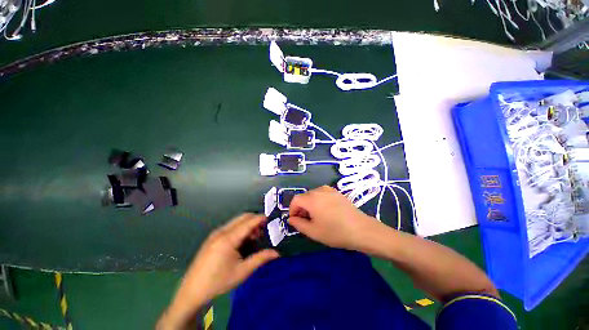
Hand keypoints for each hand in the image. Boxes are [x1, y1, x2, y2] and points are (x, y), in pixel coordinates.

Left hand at [159, 214, 278, 328]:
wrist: (192, 291)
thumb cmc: (219, 282)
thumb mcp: (242, 271)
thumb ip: (260, 259)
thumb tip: (277, 253)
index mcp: (228, 239)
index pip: (248, 222)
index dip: (260, 218)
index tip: (271, 219)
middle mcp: (221, 231)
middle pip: (243, 217)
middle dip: (255, 220)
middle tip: (263, 231)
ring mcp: (215, 233)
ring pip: (236, 221)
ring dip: (247, 225)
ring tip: (254, 238)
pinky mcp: (212, 237)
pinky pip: (230, 226)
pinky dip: (240, 228)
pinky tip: (241, 241)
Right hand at [288, 185, 381, 249]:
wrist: (361, 229)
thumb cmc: (335, 232)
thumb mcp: (313, 232)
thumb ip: (298, 224)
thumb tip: (291, 218)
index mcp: (312, 199)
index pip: (296, 200)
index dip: (292, 209)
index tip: (295, 220)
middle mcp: (319, 190)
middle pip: (304, 196)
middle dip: (301, 208)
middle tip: (305, 221)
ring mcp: (329, 190)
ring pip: (313, 195)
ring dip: (309, 204)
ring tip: (315, 216)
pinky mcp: (336, 192)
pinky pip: (322, 194)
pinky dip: (318, 201)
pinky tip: (325, 211)